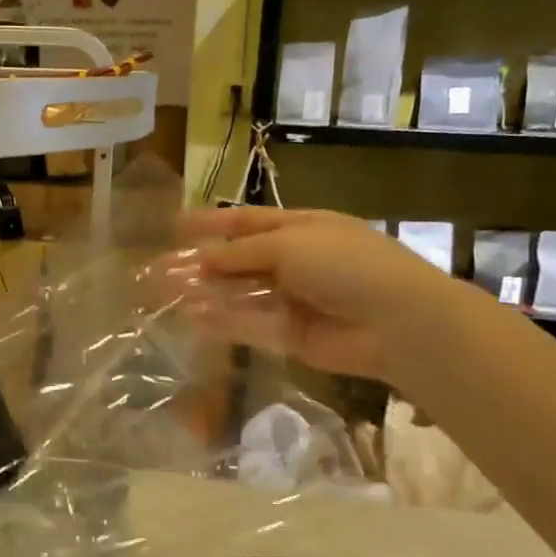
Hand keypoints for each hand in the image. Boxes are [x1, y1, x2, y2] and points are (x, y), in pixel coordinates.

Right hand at [178, 206, 459, 386]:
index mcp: (301, 228)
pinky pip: (251, 325)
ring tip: (166, 295)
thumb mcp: (289, 244)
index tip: (176, 226)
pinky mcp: (292, 335)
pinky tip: (194, 318)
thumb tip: (203, 260)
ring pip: (240, 294)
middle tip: (160, 269)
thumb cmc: (343, 264)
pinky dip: (224, 321)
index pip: (247, 221)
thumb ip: (241, 252)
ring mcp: (293, 299)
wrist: (395, 320)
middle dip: (202, 264)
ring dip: (206, 293)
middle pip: (239, 260)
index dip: (212, 222)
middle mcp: (295, 261)